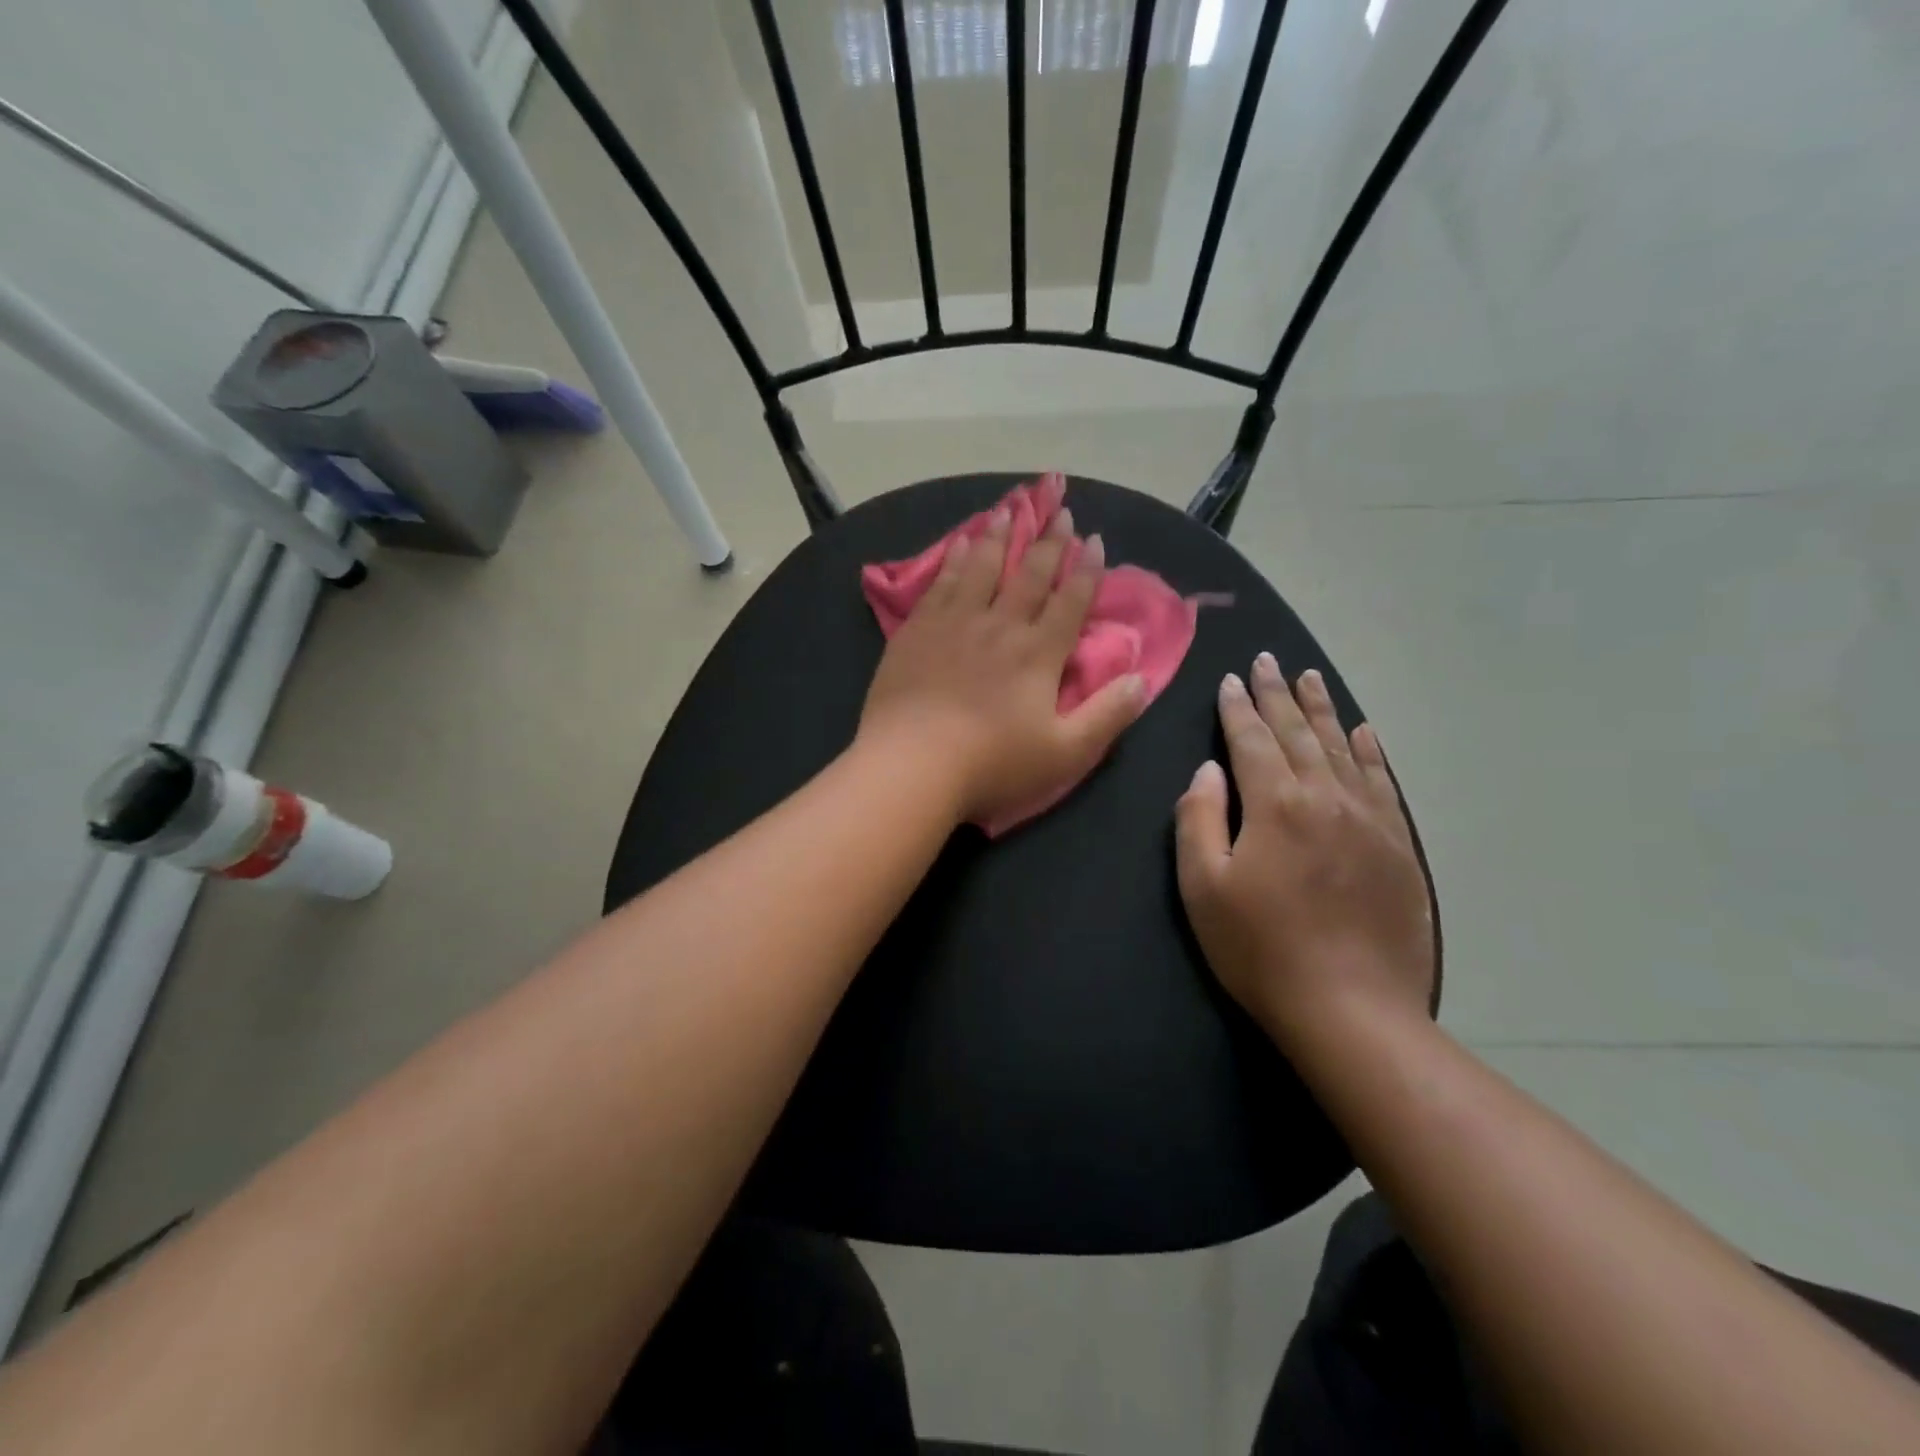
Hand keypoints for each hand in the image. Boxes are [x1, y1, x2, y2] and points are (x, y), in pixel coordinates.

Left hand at [859, 505, 1146, 825]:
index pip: (1070, 602)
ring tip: (1008, 508)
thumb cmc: (992, 764)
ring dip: (999, 536)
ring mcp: (954, 623)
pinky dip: (954, 559)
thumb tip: (1141, 679)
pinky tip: (959, 543)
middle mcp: (1000, 626)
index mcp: (1038, 653)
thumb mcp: (1065, 753)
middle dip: (1049, 542)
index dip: (1086, 571)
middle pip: (1029, 575)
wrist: (912, 763)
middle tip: (1060, 510)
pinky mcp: (917, 631)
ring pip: (982, 567)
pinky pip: (941, 583)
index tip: (1095, 540)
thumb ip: (1107, 716)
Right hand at [1174, 653, 1432, 1048]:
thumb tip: (1207, 771)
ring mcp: (1369, 819)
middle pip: (1298, 733)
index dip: (1238, 707)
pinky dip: (1370, 751)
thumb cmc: (1260, 949)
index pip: (1250, 740)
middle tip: (1269, 660)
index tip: (1231, 677)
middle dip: (1278, 694)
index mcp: (1275, 804)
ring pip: (1343, 748)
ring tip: (1310, 678)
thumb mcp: (1203, 887)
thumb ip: (1199, 819)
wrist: (1351, 1009)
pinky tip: (1363, 733)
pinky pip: (1382, 782)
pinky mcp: (1397, 845)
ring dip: (1322, 710)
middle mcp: (1326, 797)